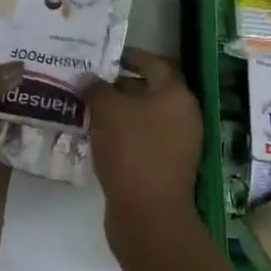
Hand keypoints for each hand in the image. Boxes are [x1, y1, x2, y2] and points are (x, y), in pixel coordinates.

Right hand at [88, 49, 203, 234]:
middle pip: (150, 90)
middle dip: (119, 85)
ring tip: (87, 108)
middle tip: (89, 83)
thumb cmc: (132, 150)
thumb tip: (88, 78)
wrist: (149, 214)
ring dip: (118, 111)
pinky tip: (97, 136)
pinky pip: (142, 140)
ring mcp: (178, 144)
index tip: (104, 55)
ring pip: (144, 117)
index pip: (154, 62)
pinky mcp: (165, 167)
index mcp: (176, 94)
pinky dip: (122, 134)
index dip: (130, 56)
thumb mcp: (107, 110)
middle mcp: (183, 115)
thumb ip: (96, 88)